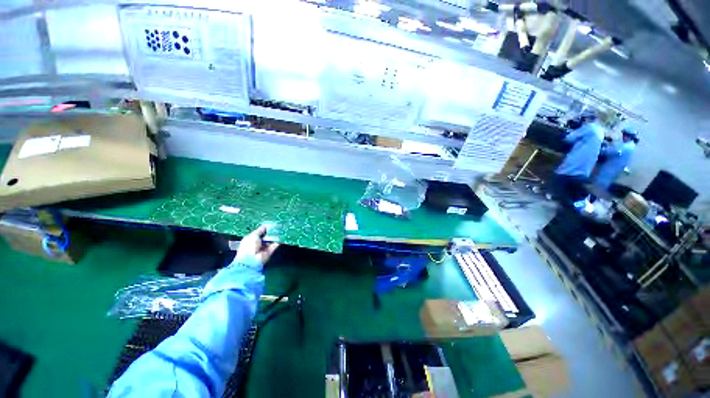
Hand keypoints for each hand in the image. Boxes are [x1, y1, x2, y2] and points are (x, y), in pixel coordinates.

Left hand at [236, 224, 279, 264]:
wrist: (251, 260)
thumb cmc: (249, 246)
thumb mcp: (253, 235)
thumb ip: (260, 230)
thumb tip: (265, 226)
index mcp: (250, 239)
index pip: (259, 233)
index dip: (264, 229)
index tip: (270, 225)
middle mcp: (257, 244)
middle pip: (265, 237)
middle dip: (271, 232)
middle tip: (277, 226)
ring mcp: (263, 248)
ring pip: (271, 241)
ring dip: (275, 236)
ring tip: (281, 230)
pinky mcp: (269, 252)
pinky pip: (274, 245)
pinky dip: (278, 241)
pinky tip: (282, 236)